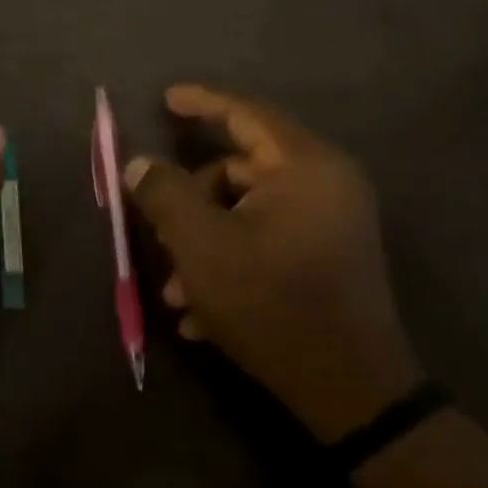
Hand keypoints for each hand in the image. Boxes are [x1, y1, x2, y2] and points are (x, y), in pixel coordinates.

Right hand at [123, 84, 420, 442]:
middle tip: (159, 239)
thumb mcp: (201, 246)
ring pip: (245, 214)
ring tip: (178, 296)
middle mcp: (326, 185)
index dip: (202, 102)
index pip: (247, 113)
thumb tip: (139, 164)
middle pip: (239, 171)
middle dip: (190, 206)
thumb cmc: (270, 303)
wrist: (348, 388)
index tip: (165, 98)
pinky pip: (266, 242)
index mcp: (305, 167)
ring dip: (203, 246)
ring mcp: (330, 224)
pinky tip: (203, 315)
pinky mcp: (327, 258)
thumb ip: (164, 195)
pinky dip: (230, 264)